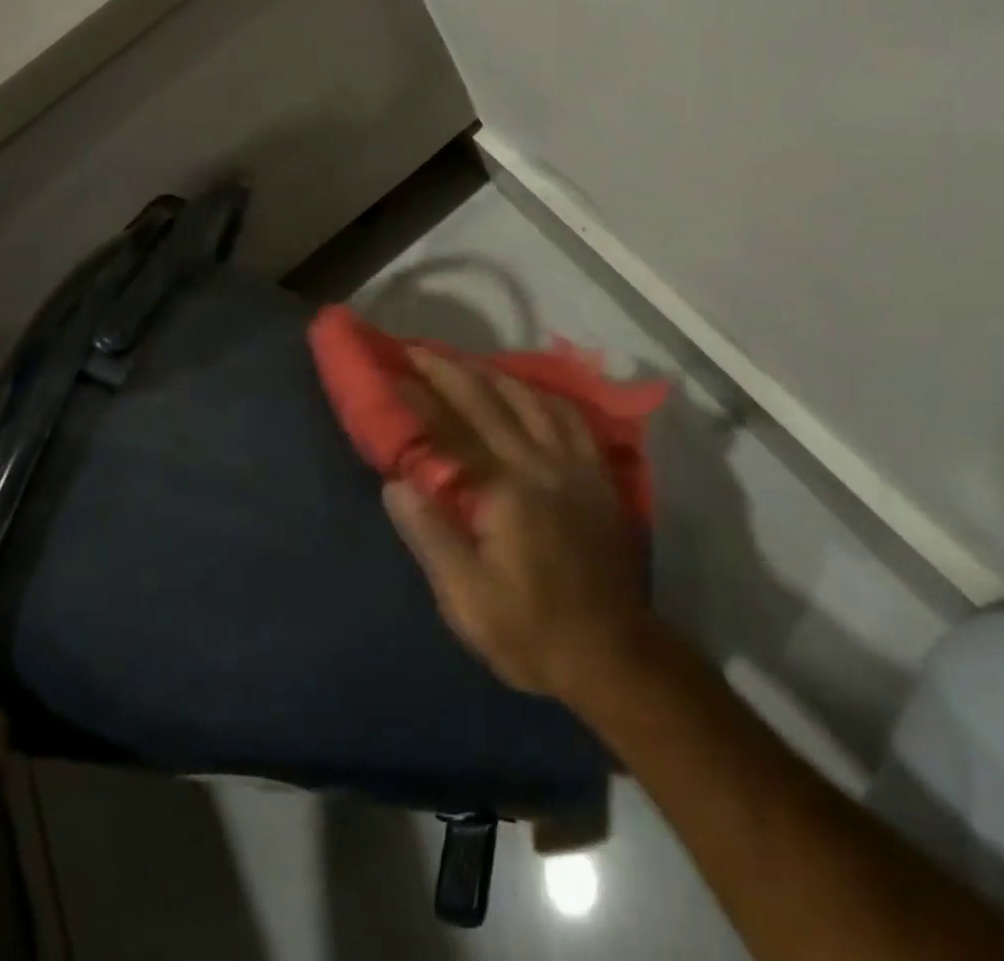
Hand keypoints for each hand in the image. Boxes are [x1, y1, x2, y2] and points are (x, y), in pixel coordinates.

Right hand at [384, 348, 654, 703]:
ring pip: (530, 398)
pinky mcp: (597, 473)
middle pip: (488, 401)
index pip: (450, 432)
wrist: (613, 654)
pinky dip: (541, 394)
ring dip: (491, 372)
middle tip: (415, 348)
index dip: (417, 398)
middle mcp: (541, 464)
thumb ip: (432, 536)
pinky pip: (569, 416)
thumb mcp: (468, 602)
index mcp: (505, 493)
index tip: (390, 371)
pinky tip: (527, 390)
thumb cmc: (531, 632)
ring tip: (462, 361)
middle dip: (447, 369)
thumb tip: (395, 482)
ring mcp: (574, 464)